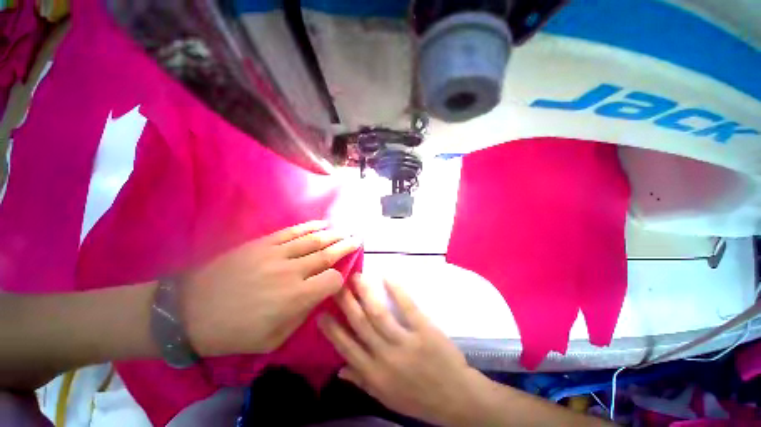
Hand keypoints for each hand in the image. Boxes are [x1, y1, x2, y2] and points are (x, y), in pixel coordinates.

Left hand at [183, 221, 360, 355]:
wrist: (188, 312)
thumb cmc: (233, 333)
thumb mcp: (273, 339)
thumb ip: (302, 315)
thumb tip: (319, 295)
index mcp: (295, 298)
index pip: (332, 280)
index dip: (341, 278)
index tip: (342, 277)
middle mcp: (292, 271)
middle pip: (328, 254)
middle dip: (346, 246)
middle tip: (358, 239)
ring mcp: (277, 254)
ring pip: (315, 240)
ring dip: (334, 234)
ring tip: (346, 231)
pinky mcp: (263, 243)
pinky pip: (294, 232)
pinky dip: (311, 227)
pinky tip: (323, 224)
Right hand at [318, 274, 487, 426]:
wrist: (456, 399)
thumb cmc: (419, 398)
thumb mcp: (386, 397)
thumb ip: (362, 381)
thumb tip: (339, 369)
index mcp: (374, 375)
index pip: (346, 348)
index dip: (332, 329)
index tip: (321, 311)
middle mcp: (385, 357)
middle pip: (360, 324)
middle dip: (345, 302)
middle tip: (336, 285)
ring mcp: (405, 342)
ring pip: (378, 313)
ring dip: (365, 293)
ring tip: (356, 277)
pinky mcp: (424, 330)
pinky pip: (407, 307)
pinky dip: (396, 290)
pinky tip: (387, 276)